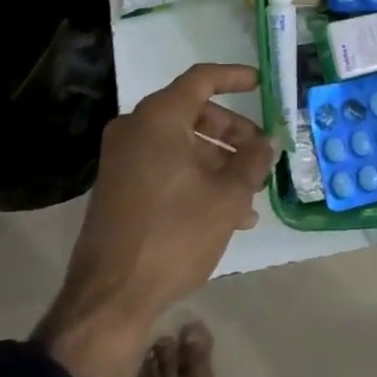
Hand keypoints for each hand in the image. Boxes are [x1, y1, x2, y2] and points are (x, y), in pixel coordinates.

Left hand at [37, 63, 273, 376]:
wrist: (109, 298)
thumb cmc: (174, 235)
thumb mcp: (227, 197)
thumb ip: (253, 161)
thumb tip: (266, 142)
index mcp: (159, 119)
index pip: (202, 79)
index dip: (234, 77)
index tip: (260, 84)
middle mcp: (136, 129)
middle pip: (193, 112)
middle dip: (232, 131)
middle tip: (259, 151)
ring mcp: (122, 159)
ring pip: (181, 143)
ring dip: (218, 160)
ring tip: (250, 194)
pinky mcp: (119, 187)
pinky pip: (165, 166)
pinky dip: (195, 177)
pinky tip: (226, 213)